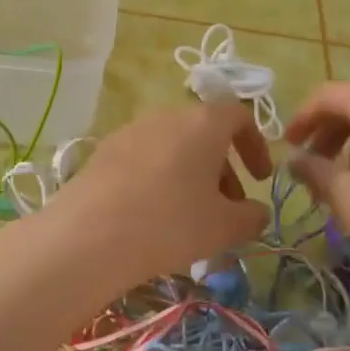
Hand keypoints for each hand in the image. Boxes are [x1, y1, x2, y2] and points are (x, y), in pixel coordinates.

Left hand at [30, 101, 271, 297]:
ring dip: (190, 174)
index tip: (259, 180)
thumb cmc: (171, 223)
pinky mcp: (103, 151)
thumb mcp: (223, 227)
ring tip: (190, 216)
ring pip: (172, 146)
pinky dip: (158, 178)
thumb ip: (251, 217)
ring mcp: (130, 131)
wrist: (90, 234)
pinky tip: (152, 215)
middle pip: (203, 132)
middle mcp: (166, 116)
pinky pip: (143, 158)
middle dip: (222, 167)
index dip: (255, 145)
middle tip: (226, 207)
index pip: (239, 115)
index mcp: (202, 123)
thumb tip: (258, 213)